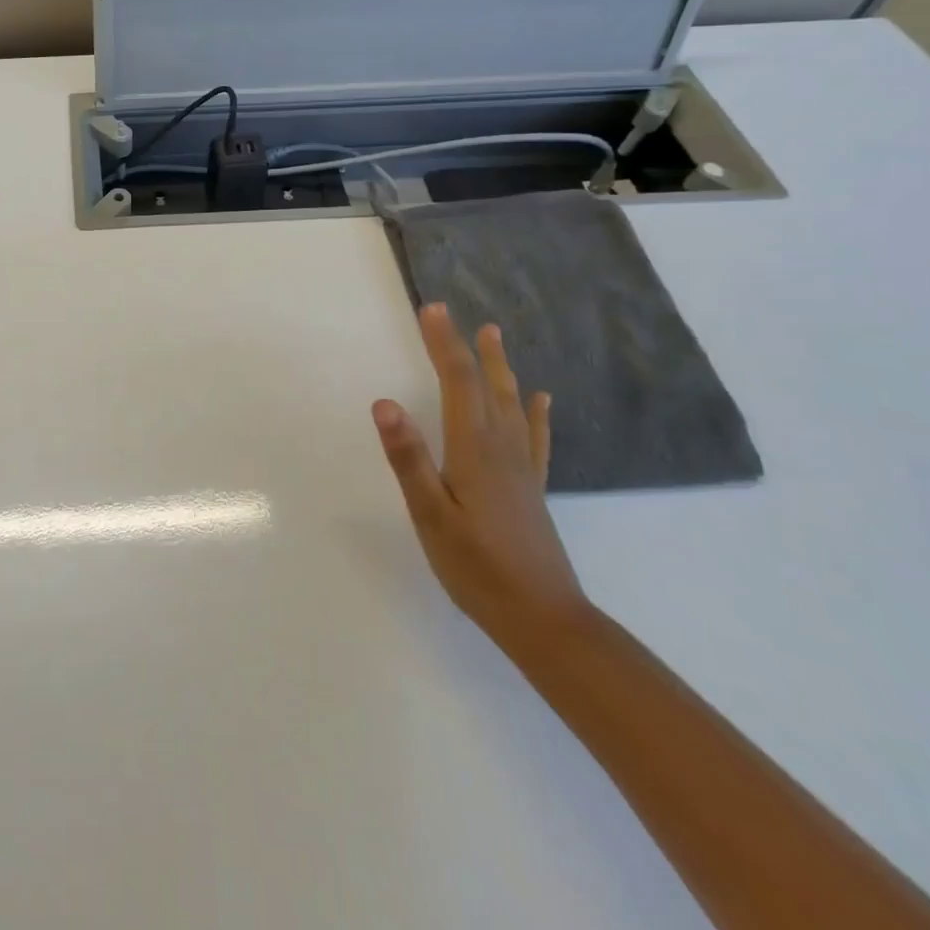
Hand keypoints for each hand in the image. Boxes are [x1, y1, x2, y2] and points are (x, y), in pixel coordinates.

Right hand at [372, 304, 588, 652]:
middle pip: (486, 385)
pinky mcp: (530, 488)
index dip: (443, 343)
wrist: (545, 620)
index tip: (431, 309)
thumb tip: (384, 402)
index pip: (457, 382)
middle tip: (454, 314)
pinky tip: (541, 401)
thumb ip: (408, 457)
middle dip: (468, 347)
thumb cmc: (477, 567)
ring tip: (495, 337)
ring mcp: (521, 468)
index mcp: (474, 449)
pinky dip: (535, 412)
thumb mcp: (430, 514)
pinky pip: (534, 437)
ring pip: (511, 404)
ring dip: (500, 367)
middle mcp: (501, 448)